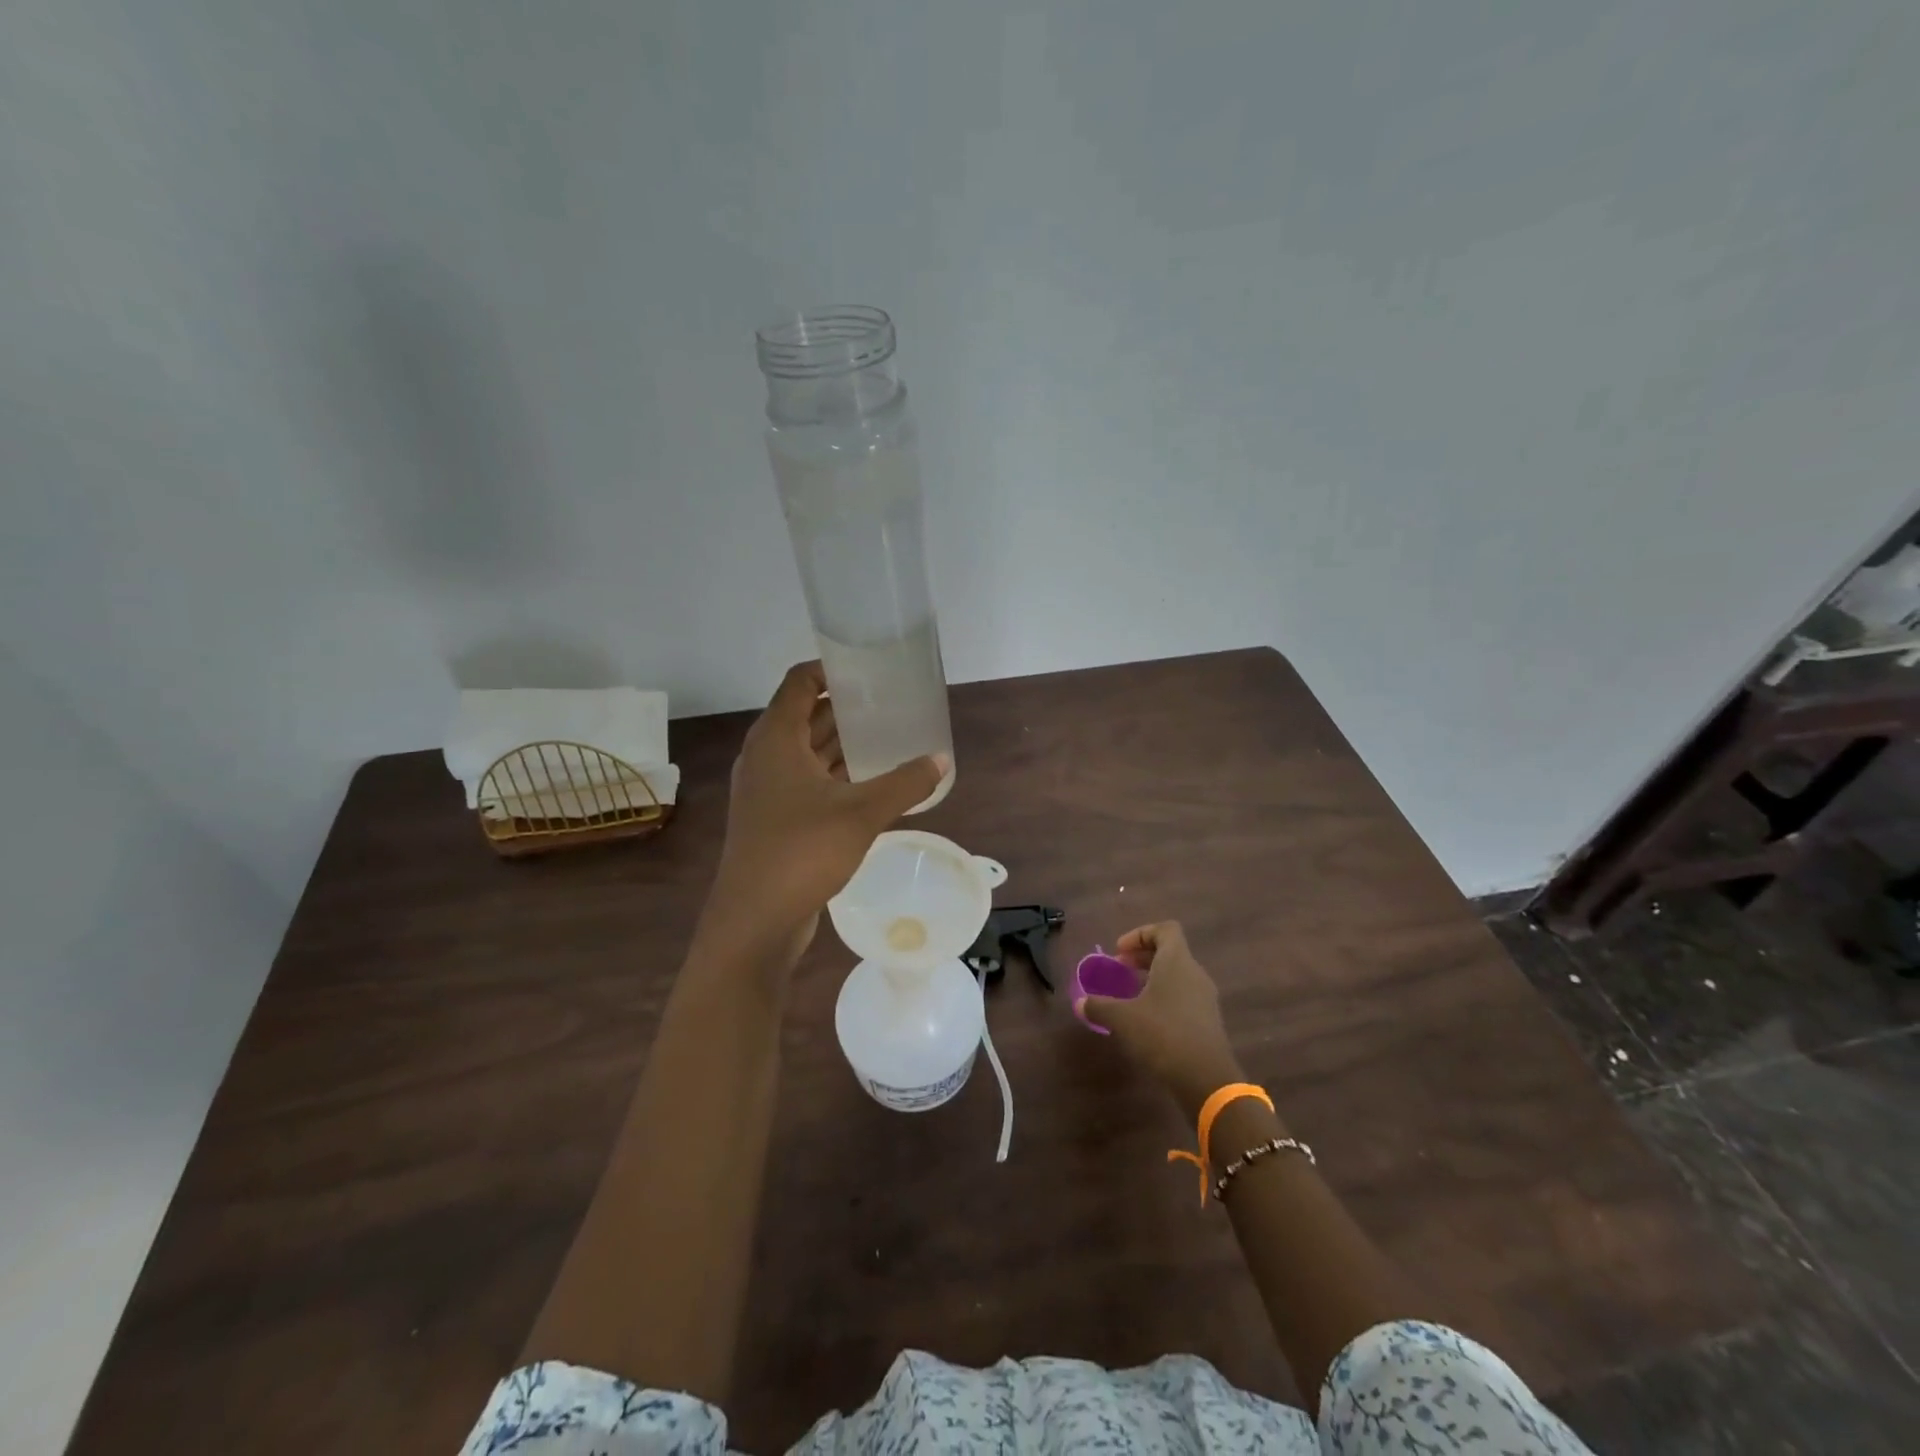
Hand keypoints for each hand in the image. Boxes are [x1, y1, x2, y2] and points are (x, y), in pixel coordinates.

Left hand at [701, 661, 947, 968]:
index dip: (830, 669)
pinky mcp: (774, 819)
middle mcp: (765, 757)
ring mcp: (767, 790)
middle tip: (889, 702)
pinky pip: (808, 782)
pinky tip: (870, 782)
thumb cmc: (802, 851)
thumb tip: (941, 760)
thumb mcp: (862, 813)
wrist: (755, 919)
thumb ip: (905, 783)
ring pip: (807, 752)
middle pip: (805, 715)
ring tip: (887, 736)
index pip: (799, 683)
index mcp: (775, 739)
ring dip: (842, 743)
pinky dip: (836, 775)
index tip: (868, 668)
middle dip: (845, 707)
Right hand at [1080, 922, 1243, 1119]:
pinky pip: (1184, 998)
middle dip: (1143, 957)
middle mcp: (1194, 973)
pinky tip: (1146, 1022)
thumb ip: (1099, 1006)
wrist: (1206, 1080)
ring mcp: (1205, 998)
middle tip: (1119, 971)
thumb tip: (1080, 1003)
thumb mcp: (1122, 1018)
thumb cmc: (1163, 1035)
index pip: (1165, 929)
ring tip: (1130, 997)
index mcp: (1177, 961)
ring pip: (1177, 976)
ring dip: (1153, 980)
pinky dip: (1164, 1000)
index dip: (1141, 934)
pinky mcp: (1208, 1022)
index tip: (1120, 952)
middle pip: (1170, 952)